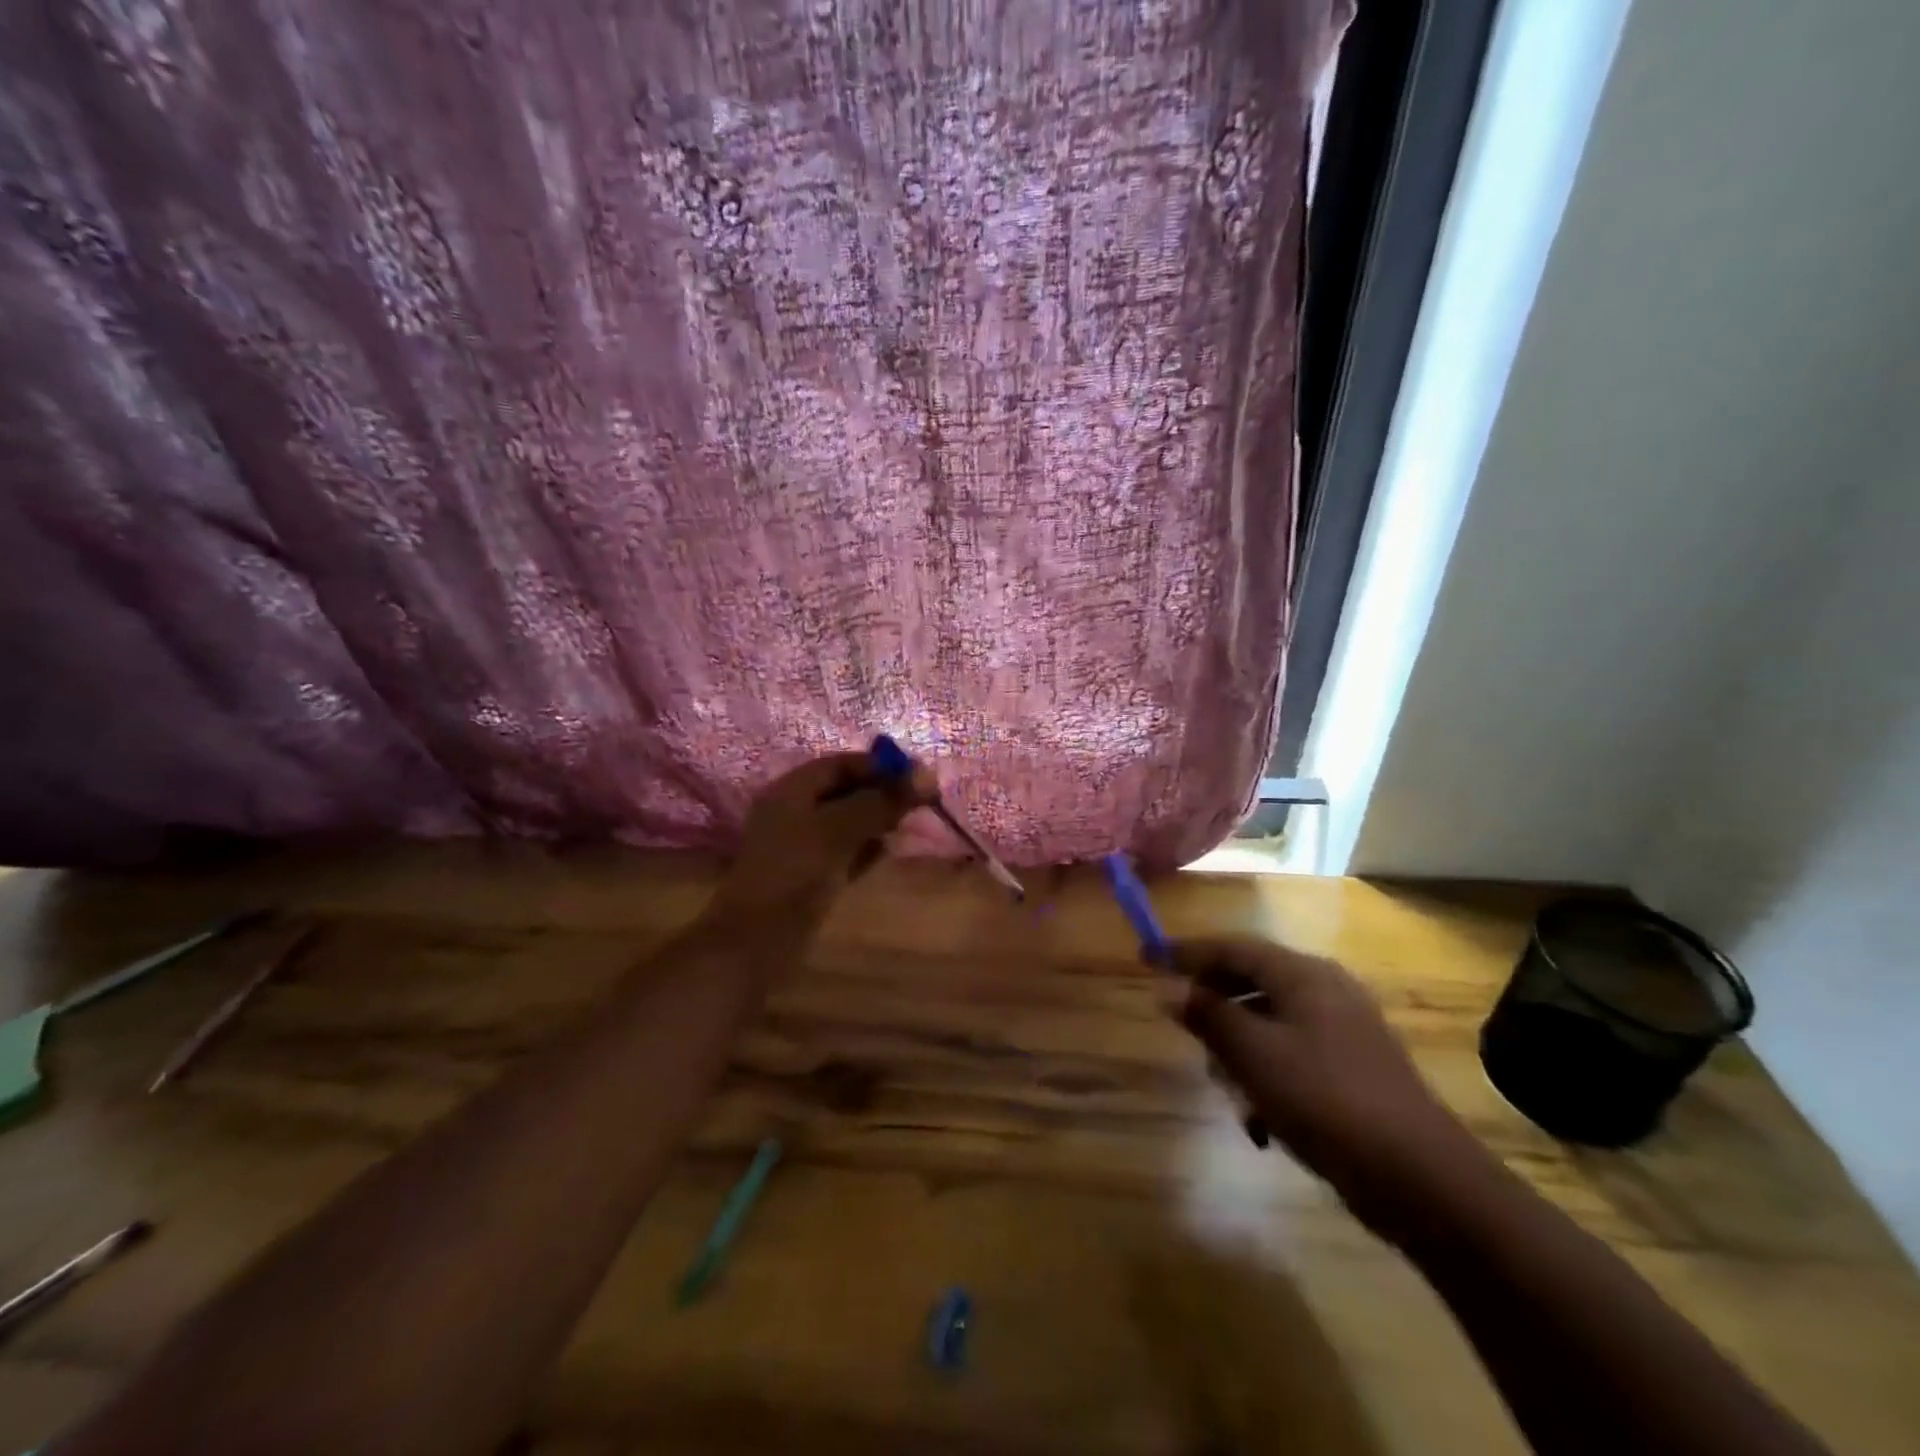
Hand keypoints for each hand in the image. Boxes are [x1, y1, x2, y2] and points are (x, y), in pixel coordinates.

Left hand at [715, 750, 936, 928]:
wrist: (758, 940)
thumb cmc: (796, 872)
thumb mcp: (839, 829)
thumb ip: (881, 801)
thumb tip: (925, 775)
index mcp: (791, 790)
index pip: (840, 764)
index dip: (878, 765)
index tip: (916, 773)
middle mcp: (794, 812)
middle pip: (844, 791)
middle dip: (881, 792)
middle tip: (920, 800)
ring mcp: (801, 846)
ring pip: (847, 822)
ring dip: (877, 820)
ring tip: (910, 822)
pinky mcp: (811, 875)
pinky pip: (845, 850)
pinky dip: (867, 847)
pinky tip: (890, 849)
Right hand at [1167, 938, 1487, 1237]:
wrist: (1422, 1180)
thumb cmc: (1326, 1100)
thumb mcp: (1253, 1055)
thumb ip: (1208, 1016)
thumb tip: (1168, 988)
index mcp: (1303, 975)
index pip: (1232, 946)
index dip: (1186, 952)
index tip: (1146, 958)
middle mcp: (1325, 991)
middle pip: (1250, 982)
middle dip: (1214, 1008)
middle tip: (1183, 1030)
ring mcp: (1343, 1031)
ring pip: (1268, 1024)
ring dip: (1239, 1052)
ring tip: (1228, 1091)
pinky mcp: (1352, 1070)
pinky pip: (1292, 1056)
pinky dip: (1267, 1077)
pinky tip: (1261, 1121)